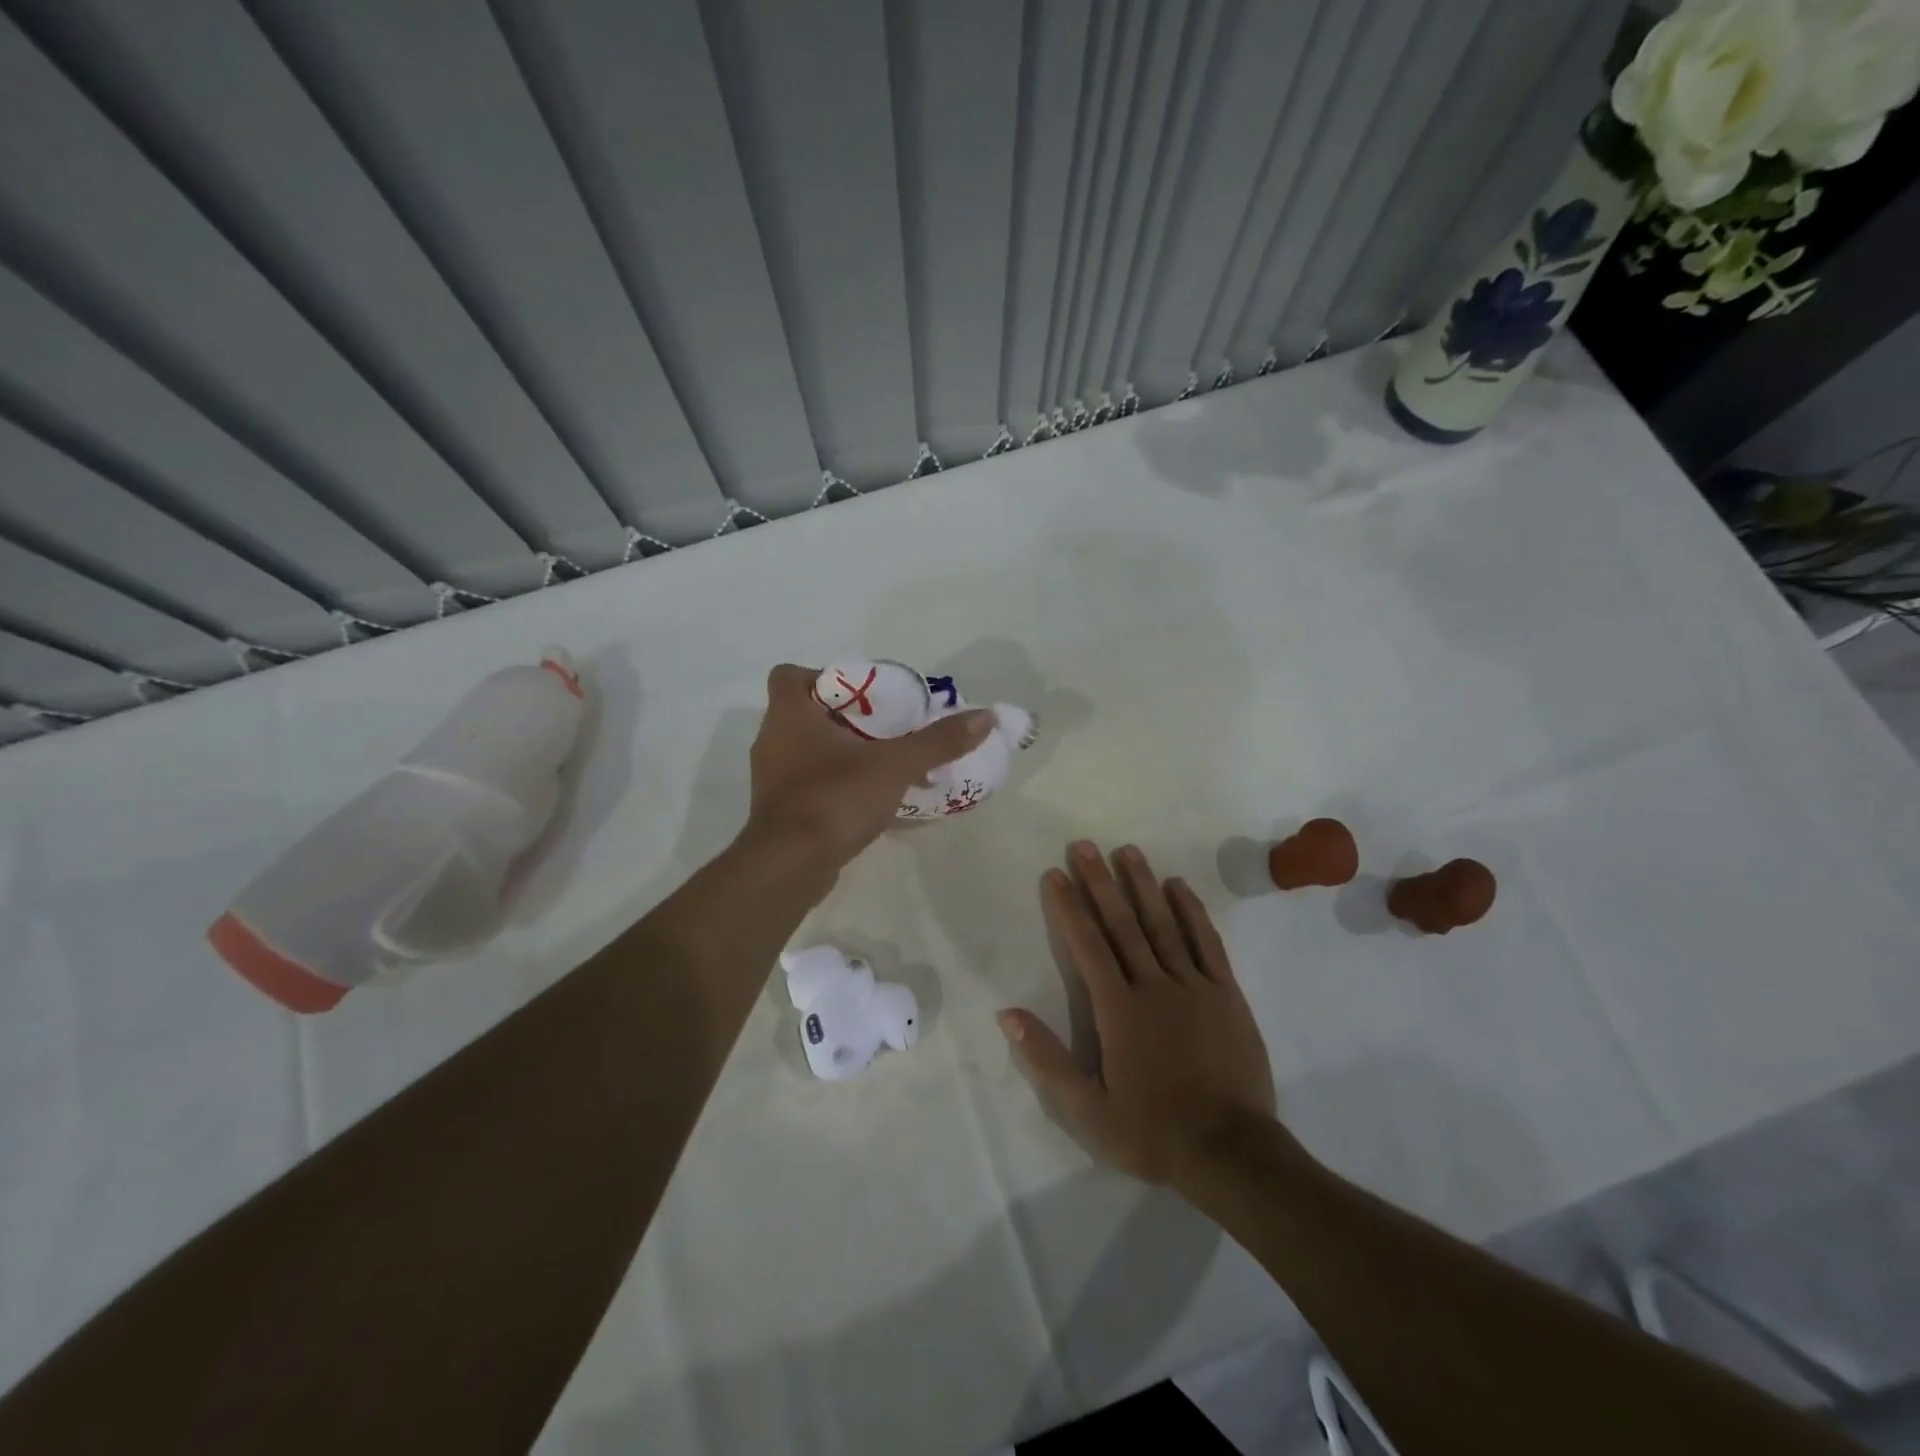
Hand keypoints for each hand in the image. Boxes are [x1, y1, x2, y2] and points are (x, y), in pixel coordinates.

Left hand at [744, 664, 991, 870]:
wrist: (789, 867)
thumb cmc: (834, 799)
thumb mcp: (895, 765)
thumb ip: (938, 742)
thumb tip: (986, 717)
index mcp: (788, 716)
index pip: (788, 675)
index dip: (821, 676)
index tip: (859, 694)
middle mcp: (772, 741)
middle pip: (805, 714)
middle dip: (845, 718)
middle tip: (884, 727)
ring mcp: (772, 779)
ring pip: (807, 752)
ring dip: (842, 754)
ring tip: (884, 763)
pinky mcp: (780, 812)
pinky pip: (810, 786)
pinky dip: (836, 786)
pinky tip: (870, 800)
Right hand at [999, 841, 1276, 1185]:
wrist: (1232, 1154)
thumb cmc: (1152, 1132)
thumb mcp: (1087, 1111)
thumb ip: (1047, 1059)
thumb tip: (1007, 1013)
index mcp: (1118, 1010)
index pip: (1086, 946)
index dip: (1068, 907)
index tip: (1055, 873)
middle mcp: (1153, 986)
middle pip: (1122, 924)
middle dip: (1100, 882)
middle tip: (1084, 845)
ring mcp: (1194, 986)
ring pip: (1163, 924)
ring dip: (1143, 885)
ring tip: (1128, 851)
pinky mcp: (1227, 994)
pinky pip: (1207, 943)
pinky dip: (1192, 912)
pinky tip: (1180, 887)